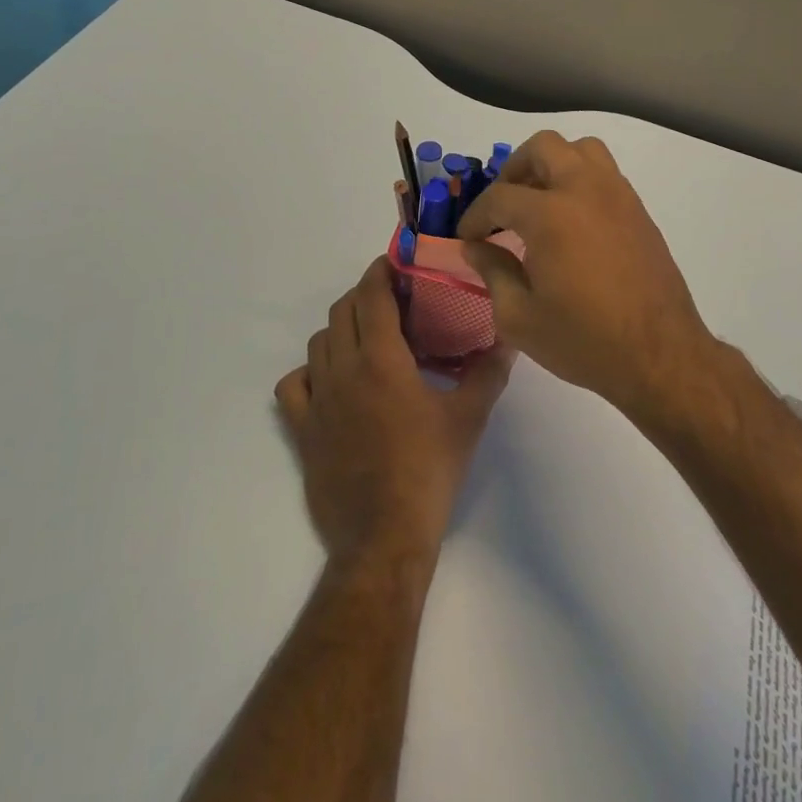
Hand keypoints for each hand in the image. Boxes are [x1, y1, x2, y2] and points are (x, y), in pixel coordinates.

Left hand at [275, 259, 512, 574]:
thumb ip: (488, 373)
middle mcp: (343, 369)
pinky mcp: (302, 430)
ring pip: (317, 343)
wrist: (383, 537)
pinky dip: (308, 373)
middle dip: (363, 297)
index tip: (393, 263)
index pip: (372, 296)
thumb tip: (508, 339)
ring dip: (339, 330)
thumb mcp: (468, 419)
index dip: (379, 272)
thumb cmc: (429, 472)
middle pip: (342, 312)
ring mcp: (317, 400)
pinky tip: (329, 382)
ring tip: (365, 340)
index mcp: (382, 359)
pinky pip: (293, 386)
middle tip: (390, 302)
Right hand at [455, 131, 715, 413]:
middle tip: (503, 205)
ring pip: (581, 150)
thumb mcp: (519, 317)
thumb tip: (476, 247)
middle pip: (543, 147)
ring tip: (540, 200)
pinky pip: (605, 173)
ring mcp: (617, 196)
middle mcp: (584, 190)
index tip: (468, 236)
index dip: (476, 215)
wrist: (660, 356)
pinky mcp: (639, 210)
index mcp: (550, 215)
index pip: (499, 196)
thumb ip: (492, 272)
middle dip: (514, 170)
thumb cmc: (584, 340)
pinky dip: (581, 180)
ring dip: (553, 164)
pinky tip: (572, 220)